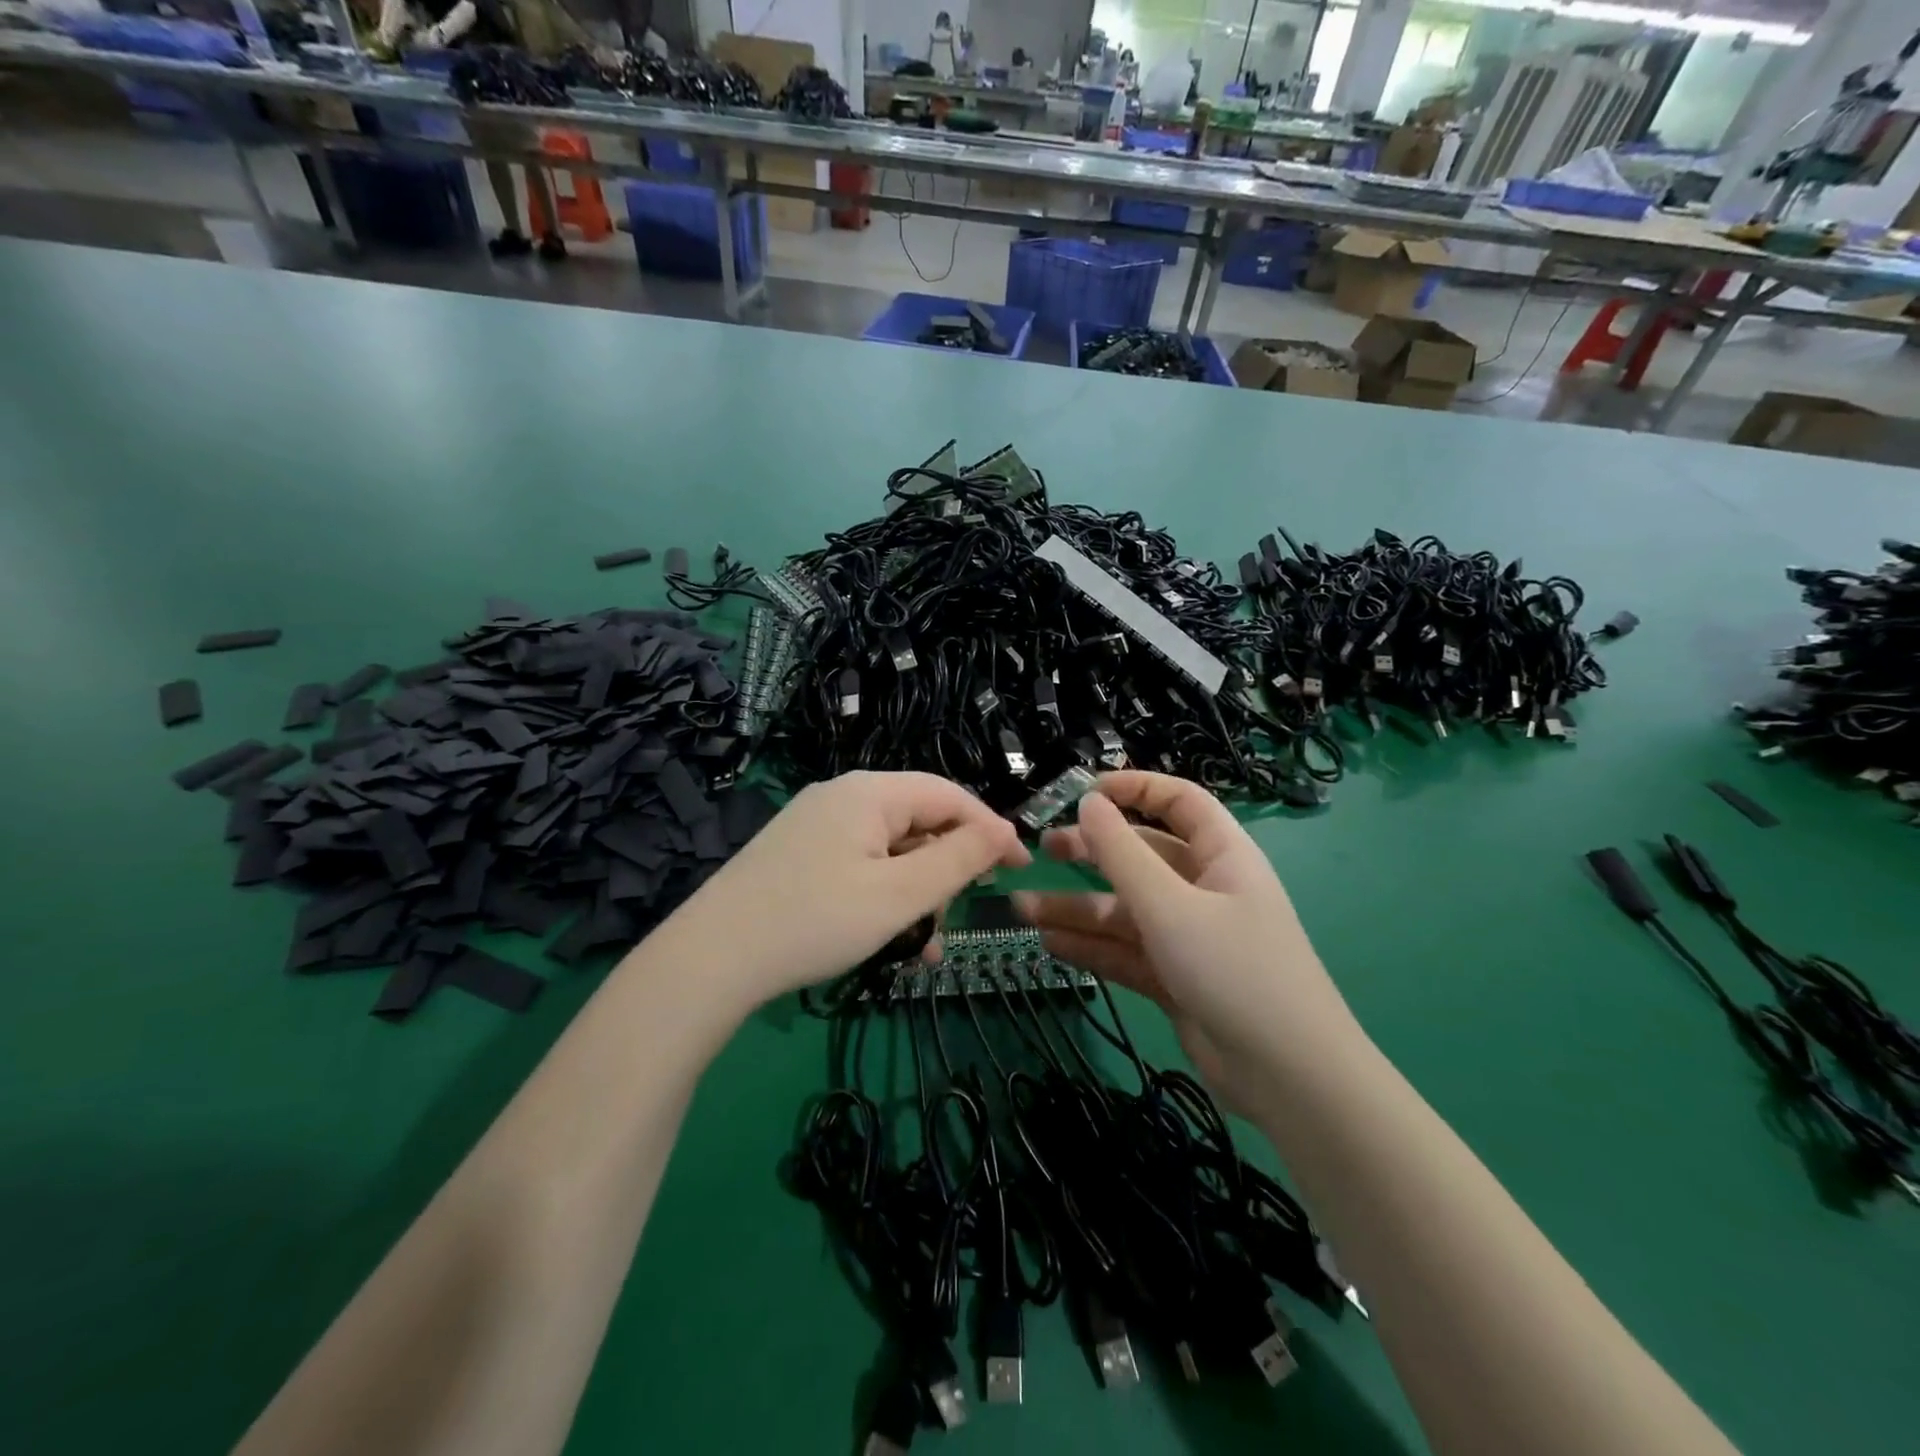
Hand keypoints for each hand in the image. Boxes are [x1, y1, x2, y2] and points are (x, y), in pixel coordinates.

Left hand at [649, 771, 1027, 1010]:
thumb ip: (958, 859)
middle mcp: (842, 796)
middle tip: (965, 912)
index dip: (990, 829)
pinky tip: (892, 940)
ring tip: (926, 944)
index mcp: (869, 792)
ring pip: (890, 850)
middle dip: (948, 867)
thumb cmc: (816, 920)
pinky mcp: (798, 855)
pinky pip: (859, 866)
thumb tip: (1004, 832)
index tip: (1020, 870)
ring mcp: (815, 825)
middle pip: (918, 820)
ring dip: (917, 892)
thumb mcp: (900, 894)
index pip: (949, 795)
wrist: (710, 959)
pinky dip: (884, 896)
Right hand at [1013, 770, 1358, 1105]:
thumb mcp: (1170, 906)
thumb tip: (1088, 801)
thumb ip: (1122, 853)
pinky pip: (1126, 950)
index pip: (1180, 802)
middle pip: (1142, 855)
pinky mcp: (1175, 977)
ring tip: (1022, 909)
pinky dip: (1091, 946)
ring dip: (1077, 907)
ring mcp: (1189, 936)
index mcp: (1221, 855)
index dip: (1136, 788)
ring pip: (1126, 909)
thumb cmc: (1234, 970)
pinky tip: (1050, 943)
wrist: (1288, 1078)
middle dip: (1093, 850)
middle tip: (1045, 849)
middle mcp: (1205, 889)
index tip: (1084, 792)